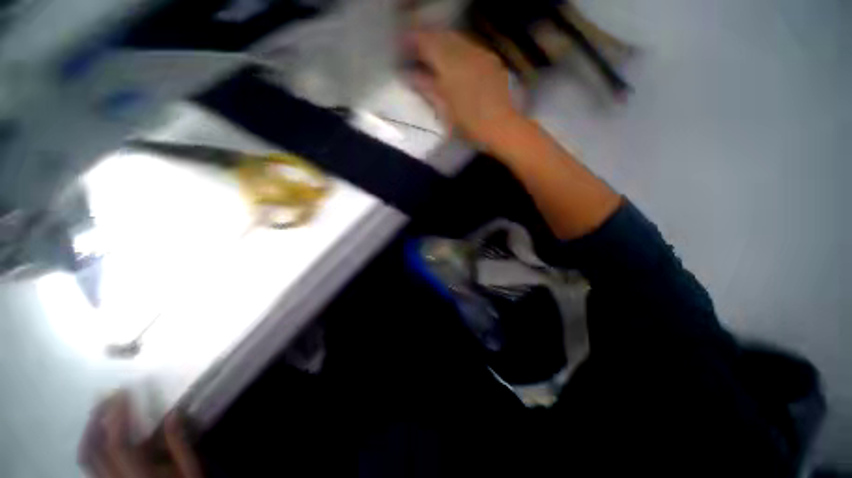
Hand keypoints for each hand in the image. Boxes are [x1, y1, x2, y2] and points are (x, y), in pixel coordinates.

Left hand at [78, 391, 202, 477]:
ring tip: (99, 408)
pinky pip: (89, 463)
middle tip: (106, 395)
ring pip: (85, 457)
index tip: (124, 392)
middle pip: (93, 450)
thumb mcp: (190, 471)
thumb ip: (179, 446)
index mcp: (138, 476)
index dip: (117, 417)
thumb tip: (173, 413)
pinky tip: (98, 431)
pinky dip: (89, 443)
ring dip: (89, 429)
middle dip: (97, 419)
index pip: (118, 444)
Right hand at [405, 29, 523, 150]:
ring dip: (443, 42)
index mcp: (450, 66)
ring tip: (435, 54)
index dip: (413, 41)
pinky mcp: (491, 61)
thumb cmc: (469, 125)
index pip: (427, 43)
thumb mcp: (444, 110)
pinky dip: (459, 49)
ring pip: (457, 39)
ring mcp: (481, 55)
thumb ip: (427, 88)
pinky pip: (471, 47)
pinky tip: (456, 60)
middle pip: (442, 36)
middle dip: (427, 39)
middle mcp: (465, 53)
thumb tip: (409, 75)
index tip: (403, 46)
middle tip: (418, 50)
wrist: (501, 127)